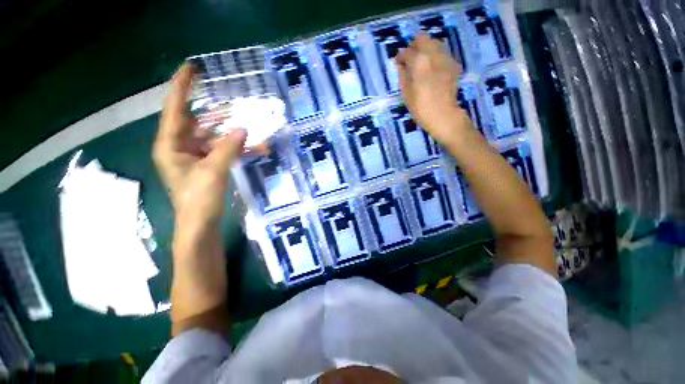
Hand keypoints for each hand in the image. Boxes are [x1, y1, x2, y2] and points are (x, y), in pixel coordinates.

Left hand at [153, 63, 246, 227]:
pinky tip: (257, 149)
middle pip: (198, 122)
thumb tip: (243, 128)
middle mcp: (180, 147)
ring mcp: (196, 157)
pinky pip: (224, 151)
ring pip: (215, 138)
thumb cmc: (199, 200)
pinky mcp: (208, 166)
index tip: (191, 68)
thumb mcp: (213, 171)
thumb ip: (228, 148)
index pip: (175, 109)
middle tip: (234, 103)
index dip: (182, 87)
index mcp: (171, 145)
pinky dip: (239, 149)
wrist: (201, 225)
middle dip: (217, 114)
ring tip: (252, 129)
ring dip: (234, 135)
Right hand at [396, 35, 465, 143]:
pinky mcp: (454, 65)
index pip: (406, 51)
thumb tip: (401, 64)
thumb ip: (403, 75)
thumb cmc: (420, 108)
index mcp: (419, 61)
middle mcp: (434, 54)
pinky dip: (436, 57)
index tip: (398, 63)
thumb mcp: (406, 93)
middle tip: (410, 59)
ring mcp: (446, 58)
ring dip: (426, 50)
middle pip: (422, 38)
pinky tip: (433, 70)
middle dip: (414, 46)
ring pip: (435, 43)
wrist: (443, 115)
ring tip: (422, 64)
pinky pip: (443, 54)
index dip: (400, 57)